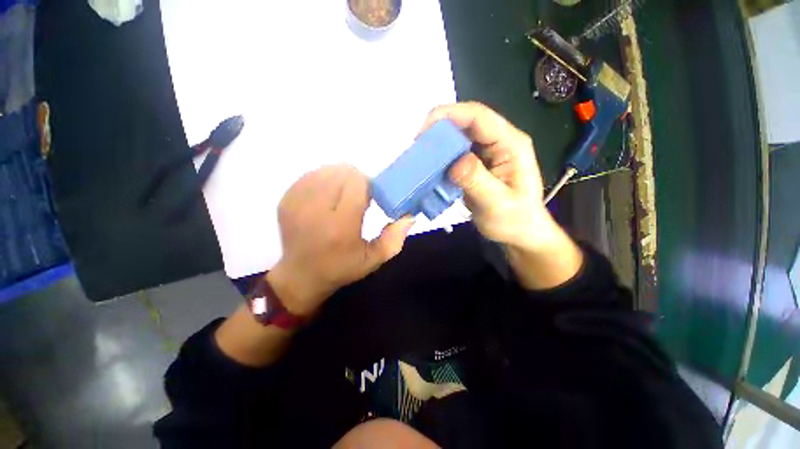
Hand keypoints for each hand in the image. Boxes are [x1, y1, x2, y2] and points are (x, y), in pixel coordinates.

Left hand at [270, 165, 413, 315]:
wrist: (301, 275)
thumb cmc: (341, 268)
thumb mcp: (373, 259)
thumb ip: (394, 238)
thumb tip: (409, 215)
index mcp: (340, 226)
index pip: (356, 184)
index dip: (368, 184)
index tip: (371, 196)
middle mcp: (315, 211)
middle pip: (341, 173)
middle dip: (355, 179)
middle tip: (358, 196)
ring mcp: (296, 203)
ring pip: (325, 170)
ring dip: (339, 178)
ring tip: (342, 195)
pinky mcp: (285, 200)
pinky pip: (310, 176)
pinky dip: (323, 180)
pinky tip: (326, 195)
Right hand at [421, 102, 582, 289]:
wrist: (519, 233)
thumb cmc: (515, 220)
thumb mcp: (497, 203)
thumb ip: (477, 180)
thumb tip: (453, 161)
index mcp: (510, 144)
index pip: (478, 117)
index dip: (449, 116)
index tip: (422, 133)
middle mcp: (498, 142)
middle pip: (465, 123)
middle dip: (439, 130)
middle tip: (417, 149)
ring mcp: (486, 153)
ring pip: (457, 138)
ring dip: (438, 145)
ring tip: (420, 159)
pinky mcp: (475, 165)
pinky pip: (454, 154)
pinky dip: (440, 159)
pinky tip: (430, 170)